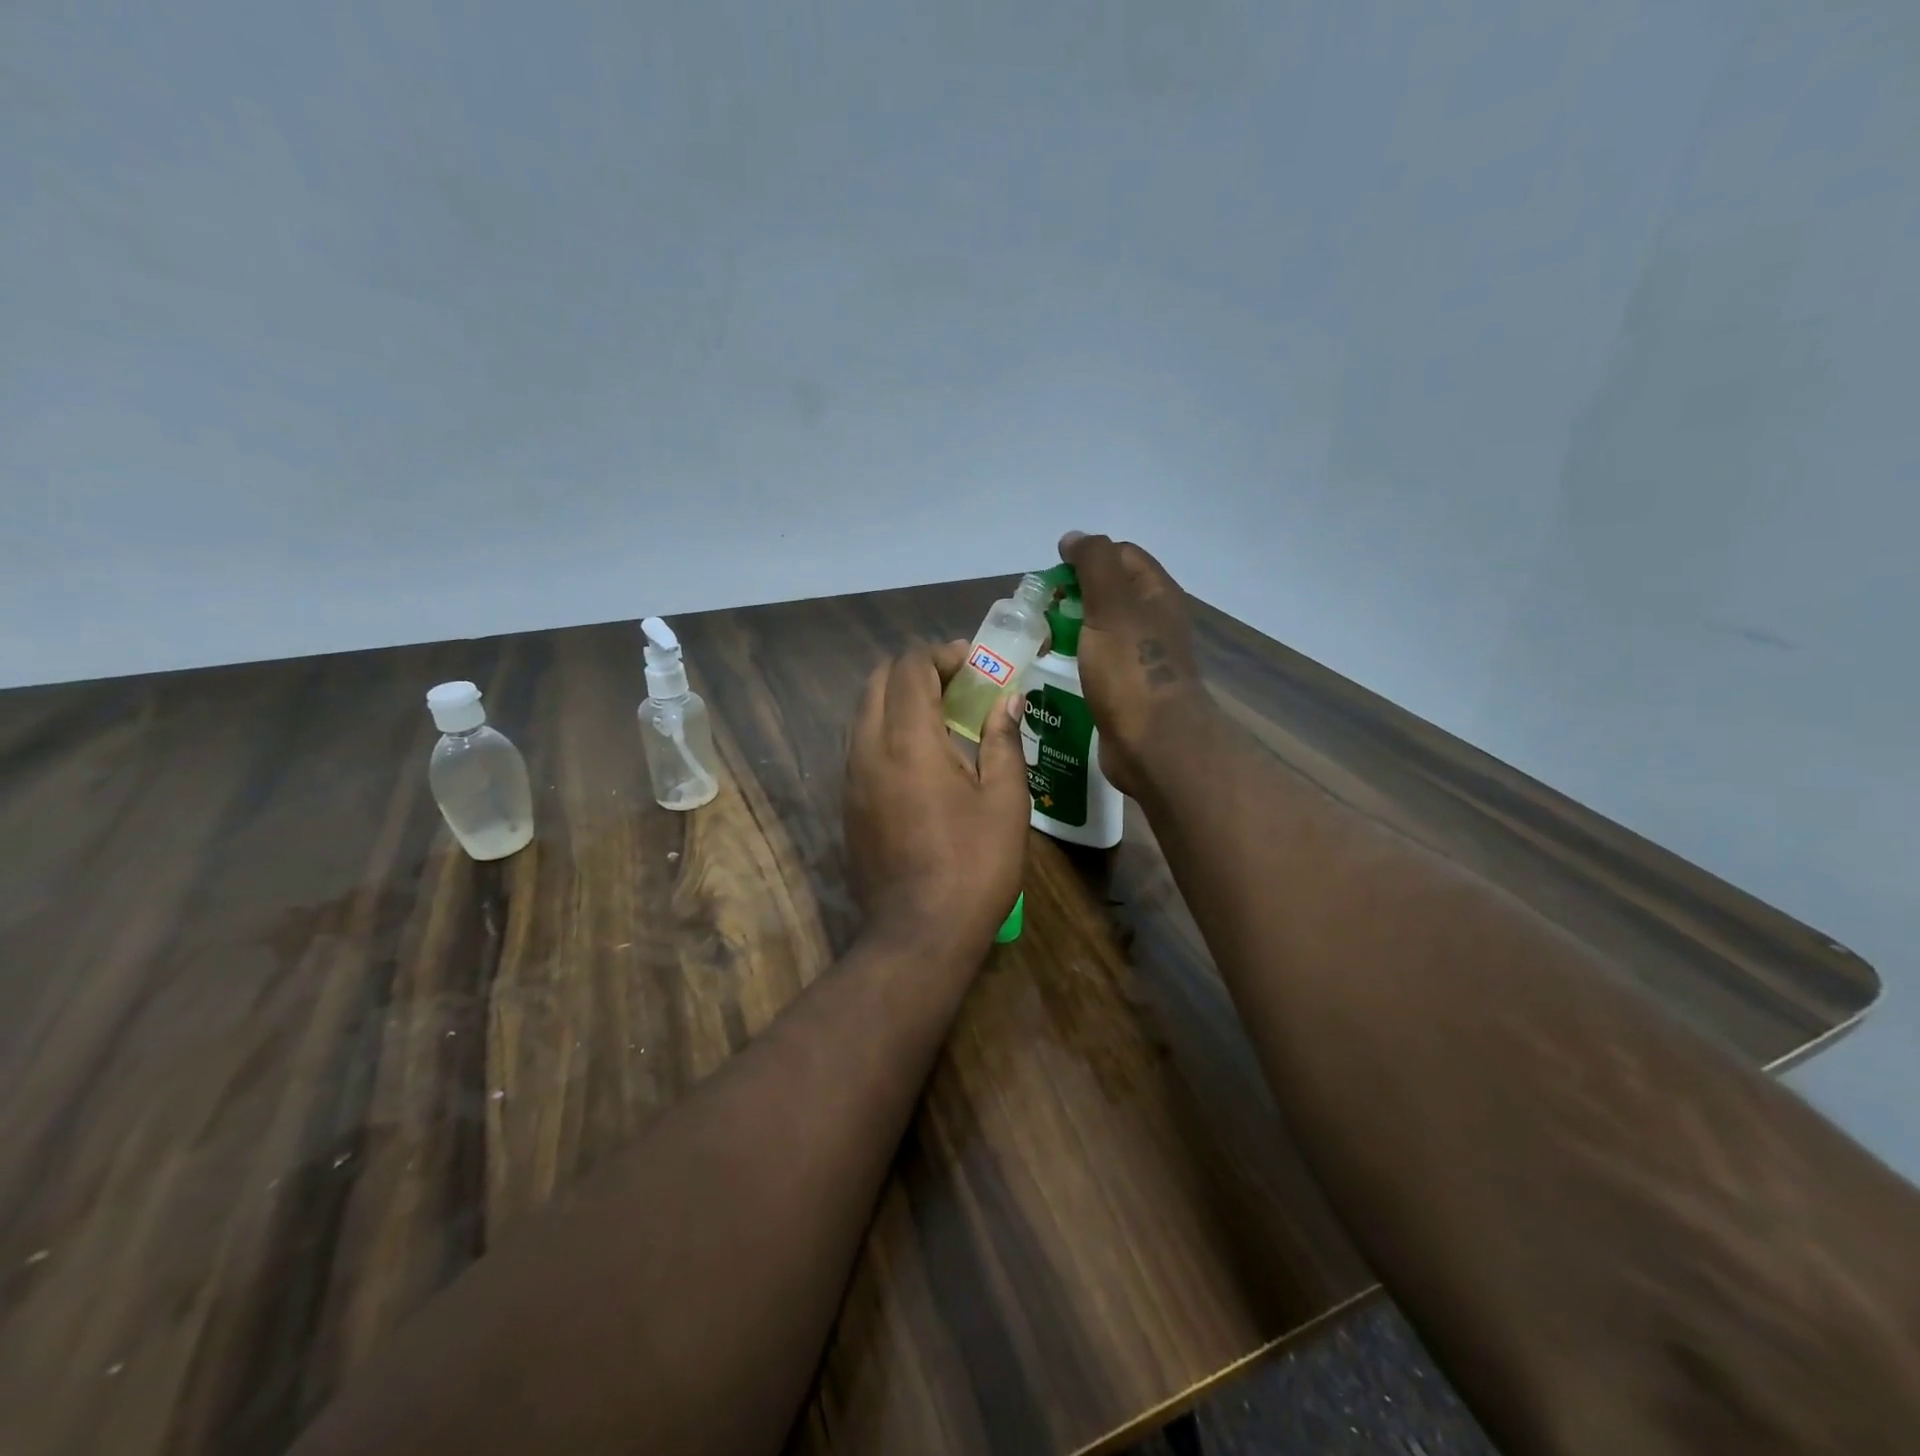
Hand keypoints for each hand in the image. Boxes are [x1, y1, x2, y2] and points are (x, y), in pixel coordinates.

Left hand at [844, 643, 1030, 962]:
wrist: (919, 933)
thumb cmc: (974, 866)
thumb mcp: (1005, 801)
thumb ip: (1003, 741)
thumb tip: (1007, 700)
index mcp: (908, 740)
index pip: (909, 667)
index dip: (941, 654)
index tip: (974, 664)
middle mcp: (868, 748)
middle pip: (878, 680)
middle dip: (917, 670)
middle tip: (959, 685)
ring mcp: (851, 777)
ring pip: (864, 712)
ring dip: (898, 699)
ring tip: (943, 717)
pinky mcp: (847, 803)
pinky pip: (861, 745)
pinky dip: (887, 730)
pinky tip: (921, 757)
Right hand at [1057, 532, 1212, 797]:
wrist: (1154, 743)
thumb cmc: (1131, 669)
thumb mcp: (1111, 605)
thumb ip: (1094, 564)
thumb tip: (1074, 538)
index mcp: (1157, 595)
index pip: (1121, 555)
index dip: (1087, 556)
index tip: (1053, 575)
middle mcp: (1154, 622)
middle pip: (1110, 593)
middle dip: (1074, 595)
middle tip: (1040, 610)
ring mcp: (1142, 659)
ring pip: (1102, 630)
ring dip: (1071, 629)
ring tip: (1039, 640)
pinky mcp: (1127, 691)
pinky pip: (1098, 664)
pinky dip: (1076, 660)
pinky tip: (1053, 670)